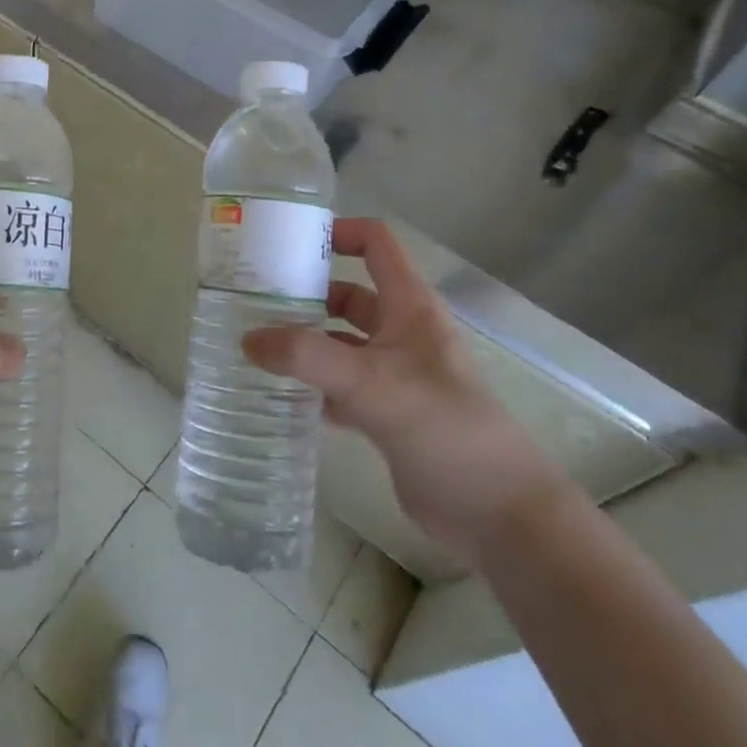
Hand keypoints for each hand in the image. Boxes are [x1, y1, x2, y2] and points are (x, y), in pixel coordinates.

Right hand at [241, 218, 571, 564]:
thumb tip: (247, 340)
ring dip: (304, 342)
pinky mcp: (388, 414)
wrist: (499, 513)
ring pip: (341, 343)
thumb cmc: (444, 428)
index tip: (287, 244)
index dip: (338, 232)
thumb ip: (306, 358)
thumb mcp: (371, 384)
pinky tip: (280, 394)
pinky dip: (313, 386)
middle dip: (306, 293)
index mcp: (410, 307)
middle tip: (252, 300)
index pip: (376, 244)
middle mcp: (402, 333)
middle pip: (349, 294)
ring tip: (255, 345)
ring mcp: (395, 375)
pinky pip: (341, 387)